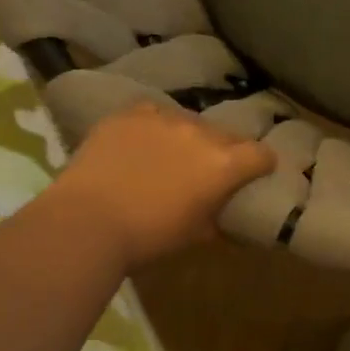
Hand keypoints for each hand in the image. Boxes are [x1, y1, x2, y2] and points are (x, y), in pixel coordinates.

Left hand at [53, 103, 275, 268]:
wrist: (87, 222)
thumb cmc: (149, 237)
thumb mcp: (196, 235)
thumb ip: (218, 219)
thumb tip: (226, 218)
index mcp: (224, 165)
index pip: (262, 155)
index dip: (262, 166)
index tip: (255, 176)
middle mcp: (201, 133)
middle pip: (227, 136)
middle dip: (225, 152)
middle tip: (209, 172)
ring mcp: (164, 119)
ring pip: (190, 123)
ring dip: (189, 139)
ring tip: (172, 157)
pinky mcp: (130, 114)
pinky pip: (154, 113)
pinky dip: (155, 127)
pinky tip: (143, 143)